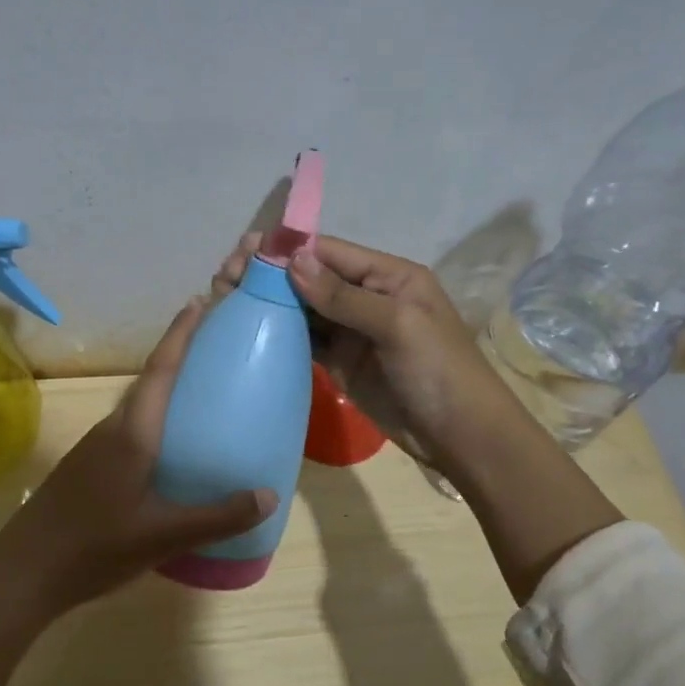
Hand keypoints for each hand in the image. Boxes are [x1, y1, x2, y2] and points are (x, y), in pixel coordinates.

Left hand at [0, 298, 276, 683]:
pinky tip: (168, 450)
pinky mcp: (86, 468)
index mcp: (132, 434)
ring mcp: (94, 449)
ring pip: (136, 409)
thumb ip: (217, 516)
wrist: (24, 572)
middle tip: (214, 349)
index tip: (199, 302)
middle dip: (178, 358)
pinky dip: (153, 423)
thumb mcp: (163, 535)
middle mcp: (111, 430)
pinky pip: (128, 432)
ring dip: (164, 392)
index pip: (160, 371)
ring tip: (200, 396)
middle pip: (148, 383)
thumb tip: (268, 495)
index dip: (180, 335)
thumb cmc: (95, 546)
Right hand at [213, 232, 513, 478]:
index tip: (245, 251)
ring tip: (225, 298)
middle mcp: (366, 297)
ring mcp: (351, 331)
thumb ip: (344, 295)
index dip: (288, 250)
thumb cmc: (438, 370)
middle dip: (269, 274)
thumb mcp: (398, 324)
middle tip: (224, 277)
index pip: (330, 252)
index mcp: (388, 276)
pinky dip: (279, 333)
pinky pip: (305, 340)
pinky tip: (248, 328)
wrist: (459, 435)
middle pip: (310, 278)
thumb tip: (293, 261)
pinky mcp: (340, 362)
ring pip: (303, 308)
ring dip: (268, 302)